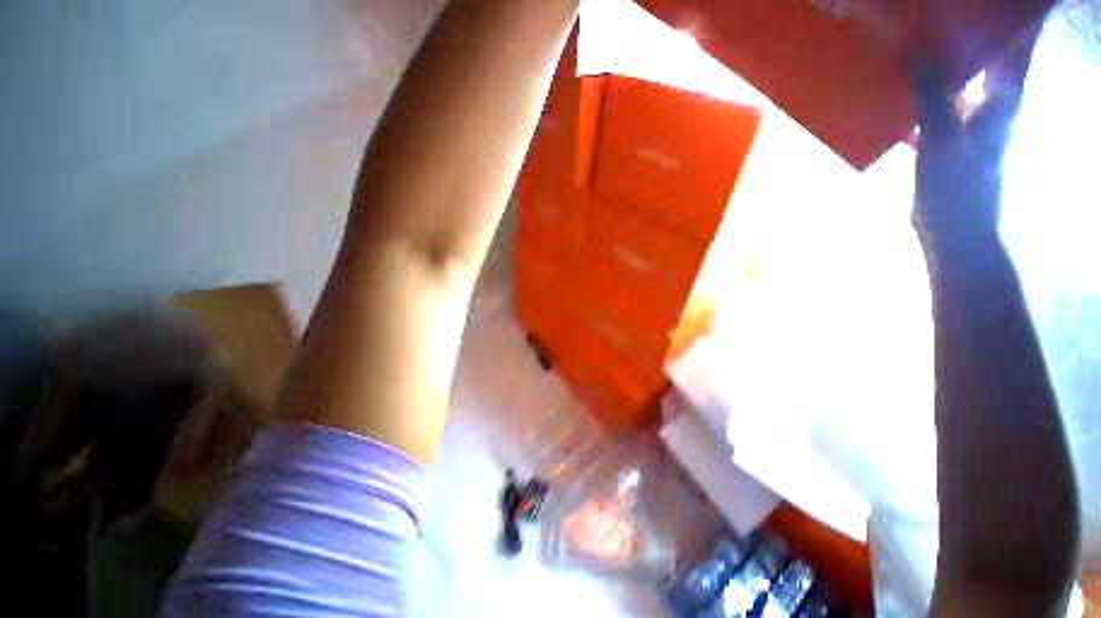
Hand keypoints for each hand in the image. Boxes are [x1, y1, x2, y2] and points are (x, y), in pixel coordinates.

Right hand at [912, 27, 1040, 250]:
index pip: (1016, 46)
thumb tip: (917, 53)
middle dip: (969, 34)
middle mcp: (991, 104)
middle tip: (940, 15)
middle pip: (987, 57)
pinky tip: (897, 95)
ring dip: (942, 65)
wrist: (955, 232)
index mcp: (1002, 99)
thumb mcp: (944, 140)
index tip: (992, 0)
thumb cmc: (959, 188)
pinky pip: (934, 109)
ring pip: (959, 82)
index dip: (1011, 21)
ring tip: (915, 45)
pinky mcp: (946, 142)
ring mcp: (969, 124)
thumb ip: (933, 97)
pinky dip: (920, 99)